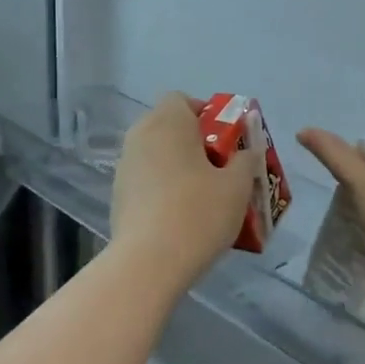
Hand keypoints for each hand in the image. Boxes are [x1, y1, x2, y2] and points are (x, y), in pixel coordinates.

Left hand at [111, 93, 253, 282]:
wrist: (148, 264)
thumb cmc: (198, 213)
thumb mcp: (238, 185)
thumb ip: (246, 160)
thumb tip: (247, 152)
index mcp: (168, 122)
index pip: (182, 99)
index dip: (206, 114)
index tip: (225, 141)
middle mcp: (141, 136)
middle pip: (169, 126)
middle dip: (194, 142)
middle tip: (220, 168)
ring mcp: (125, 167)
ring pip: (157, 154)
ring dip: (178, 166)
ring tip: (203, 195)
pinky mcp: (118, 196)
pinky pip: (147, 180)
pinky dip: (163, 188)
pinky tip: (182, 216)